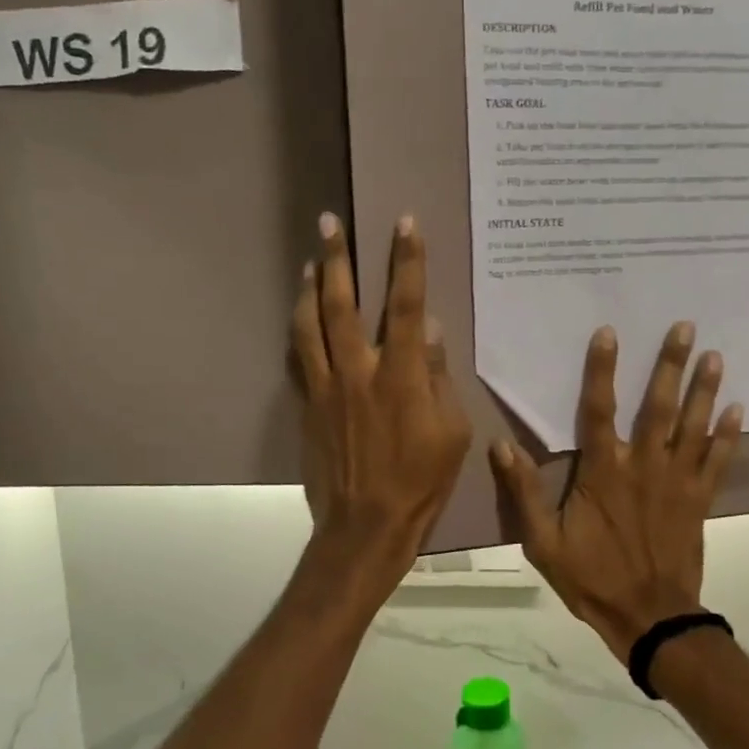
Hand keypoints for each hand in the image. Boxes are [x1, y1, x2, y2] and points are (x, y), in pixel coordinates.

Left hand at [290, 212, 471, 582]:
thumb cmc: (421, 481)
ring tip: (309, 260)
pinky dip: (296, 329)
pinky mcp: (307, 406)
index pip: (407, 305)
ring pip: (309, 324)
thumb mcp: (452, 433)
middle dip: (337, 258)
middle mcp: (359, 371)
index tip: (404, 223)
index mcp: (402, 375)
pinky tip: (298, 314)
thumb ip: (439, 377)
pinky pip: (296, 358)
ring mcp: (326, 387)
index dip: (407, 261)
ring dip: (308, 286)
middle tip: (328, 222)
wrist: (365, 526)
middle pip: (342, 302)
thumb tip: (433, 331)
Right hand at [490, 322, 741, 661]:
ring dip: (704, 389)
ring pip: (693, 427)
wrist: (649, 618)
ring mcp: (676, 482)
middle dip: (670, 365)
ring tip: (715, 355)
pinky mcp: (699, 500)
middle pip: (658, 407)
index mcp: (603, 473)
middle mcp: (643, 467)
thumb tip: (500, 444)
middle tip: (686, 327)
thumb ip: (523, 492)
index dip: (602, 370)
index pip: (599, 410)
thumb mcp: (543, 542)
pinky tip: (738, 407)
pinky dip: (729, 435)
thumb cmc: (592, 578)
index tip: (610, 333)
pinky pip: (717, 461)